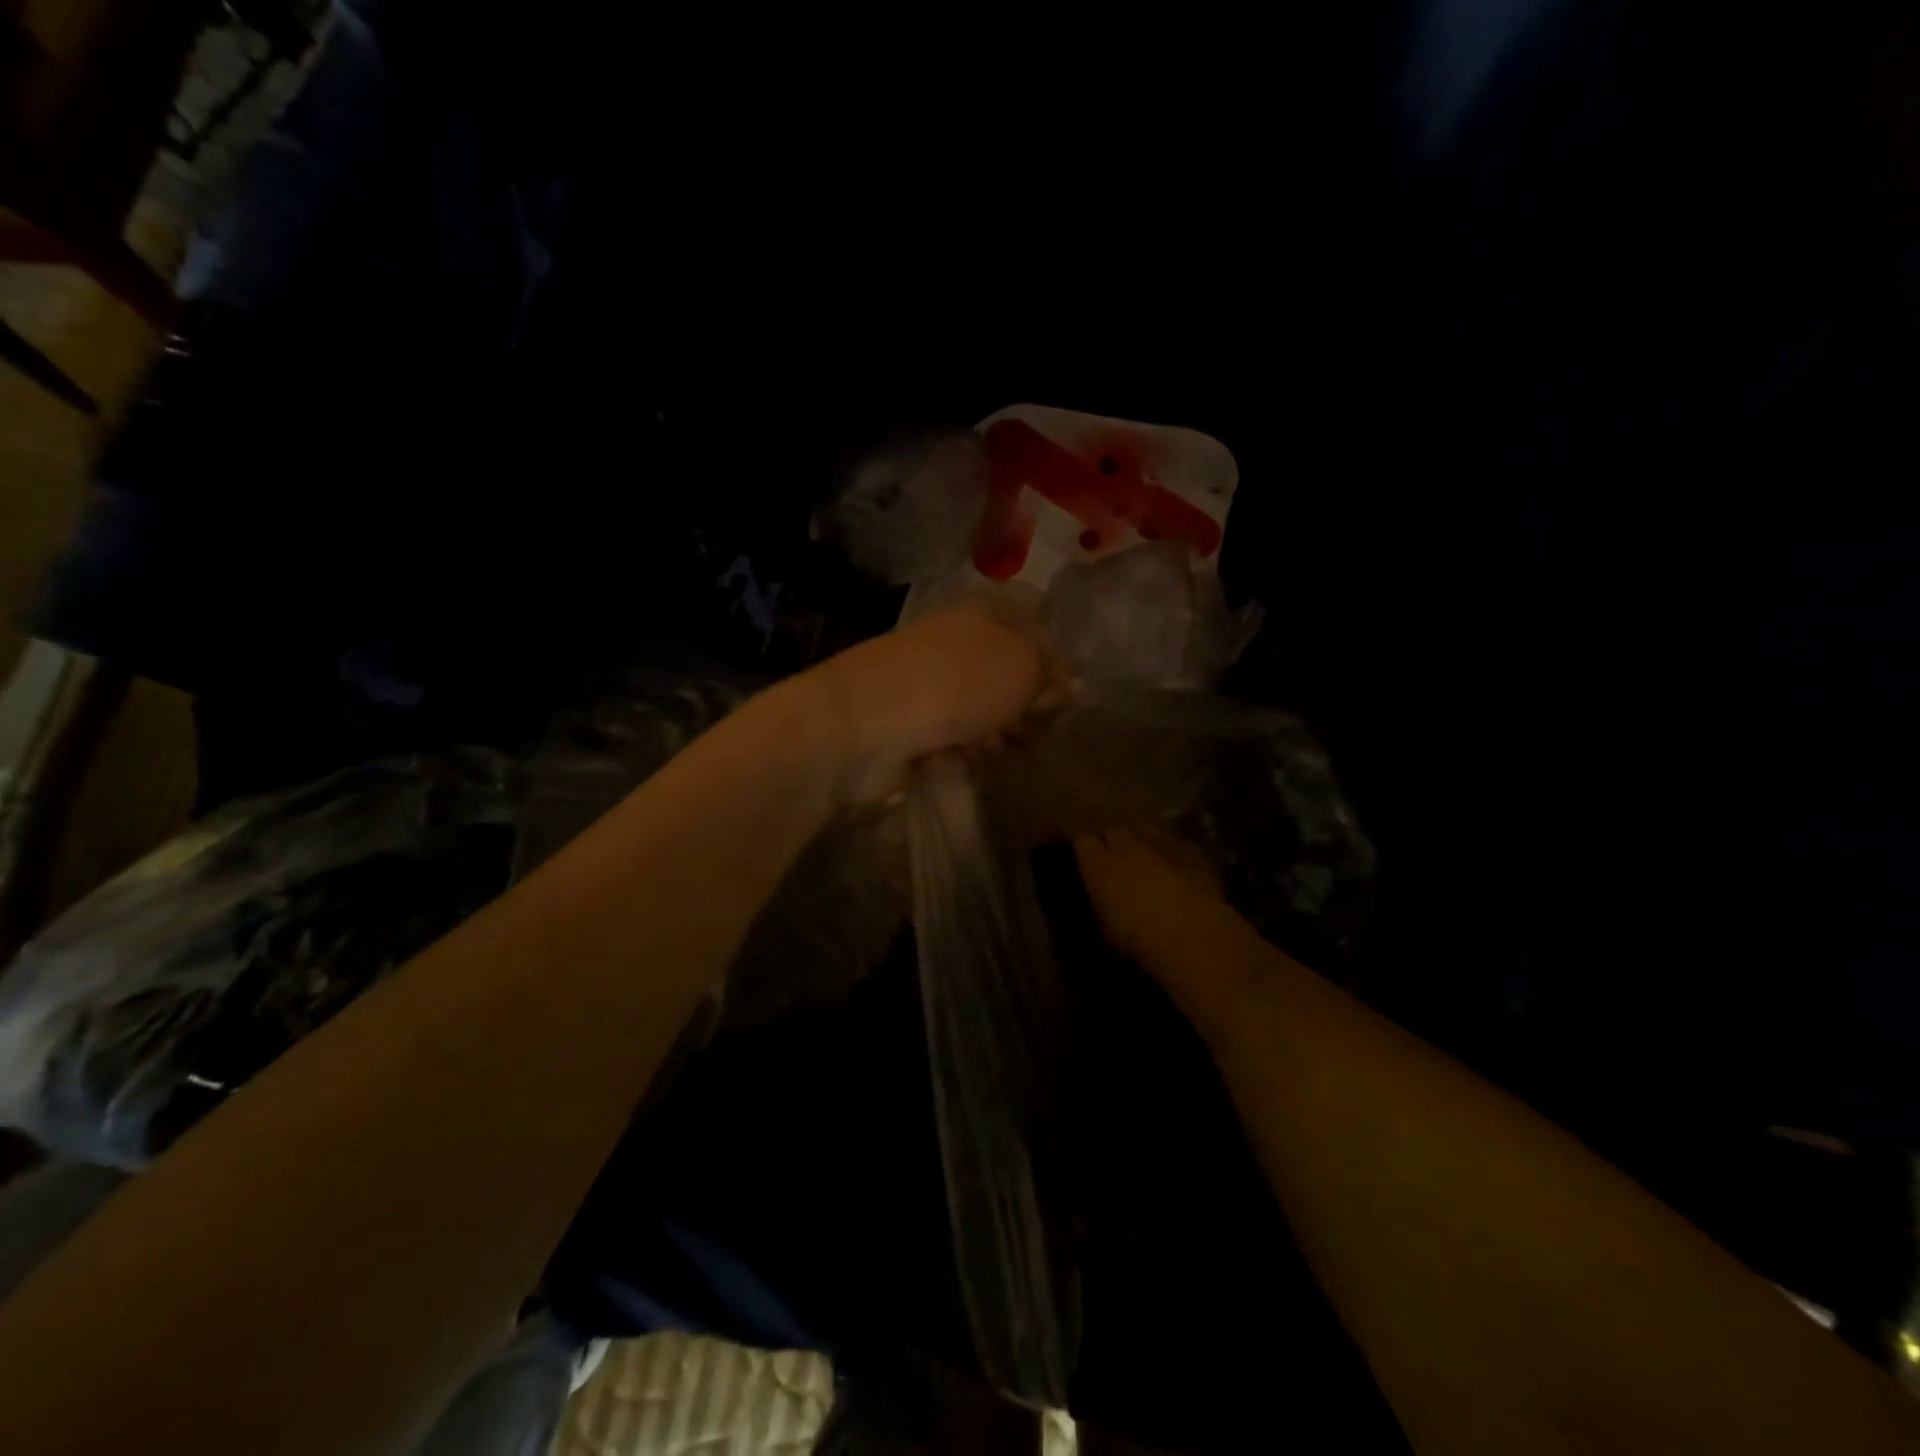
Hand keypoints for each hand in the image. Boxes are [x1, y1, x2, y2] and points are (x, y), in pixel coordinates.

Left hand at [808, 606, 1055, 803]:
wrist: (867, 724)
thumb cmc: (956, 684)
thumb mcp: (1023, 665)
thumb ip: (1052, 671)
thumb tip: (1068, 683)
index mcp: (985, 612)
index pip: (1037, 630)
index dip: (1056, 665)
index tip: (1067, 699)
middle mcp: (959, 641)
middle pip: (1013, 674)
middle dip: (1030, 706)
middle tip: (1032, 727)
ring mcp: (934, 682)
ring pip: (988, 709)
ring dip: (1002, 732)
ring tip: (999, 747)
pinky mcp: (915, 722)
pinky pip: (960, 736)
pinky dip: (971, 750)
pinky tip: (971, 759)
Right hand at [1073, 829, 1230, 988]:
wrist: (1192, 934)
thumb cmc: (1137, 939)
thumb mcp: (1105, 927)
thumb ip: (1100, 902)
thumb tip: (1101, 897)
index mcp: (1098, 863)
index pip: (1082, 839)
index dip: (1084, 846)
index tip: (1085, 857)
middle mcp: (1126, 845)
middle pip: (1113, 829)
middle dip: (1112, 839)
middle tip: (1114, 857)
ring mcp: (1160, 843)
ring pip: (1145, 828)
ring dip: (1141, 838)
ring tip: (1144, 855)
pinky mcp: (1191, 850)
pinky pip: (1175, 842)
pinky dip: (1171, 850)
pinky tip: (1176, 865)